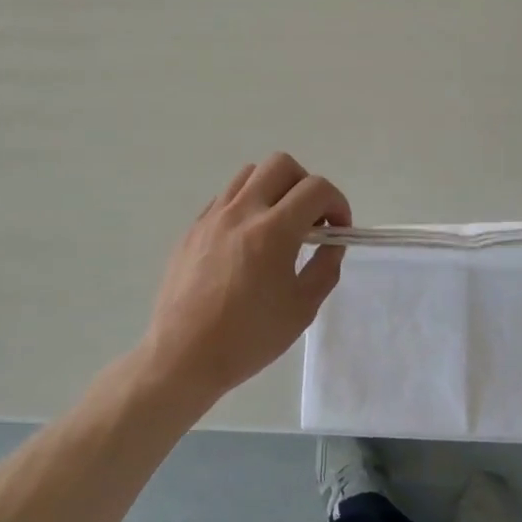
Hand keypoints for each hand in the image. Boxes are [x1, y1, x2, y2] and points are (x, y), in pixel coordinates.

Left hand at [141, 153, 351, 405]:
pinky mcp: (193, 228)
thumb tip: (331, 242)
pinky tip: (247, 241)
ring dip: (273, 188)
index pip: (316, 188)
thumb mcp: (302, 308)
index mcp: (273, 230)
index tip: (338, 229)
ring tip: (278, 224)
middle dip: (305, 184)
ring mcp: (212, 216)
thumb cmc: (248, 338)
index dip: (337, 203)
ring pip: (250, 174)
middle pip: (281, 164)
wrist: (182, 356)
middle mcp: (242, 211)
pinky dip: (246, 205)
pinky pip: (225, 197)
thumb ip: (325, 267)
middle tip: (310, 219)